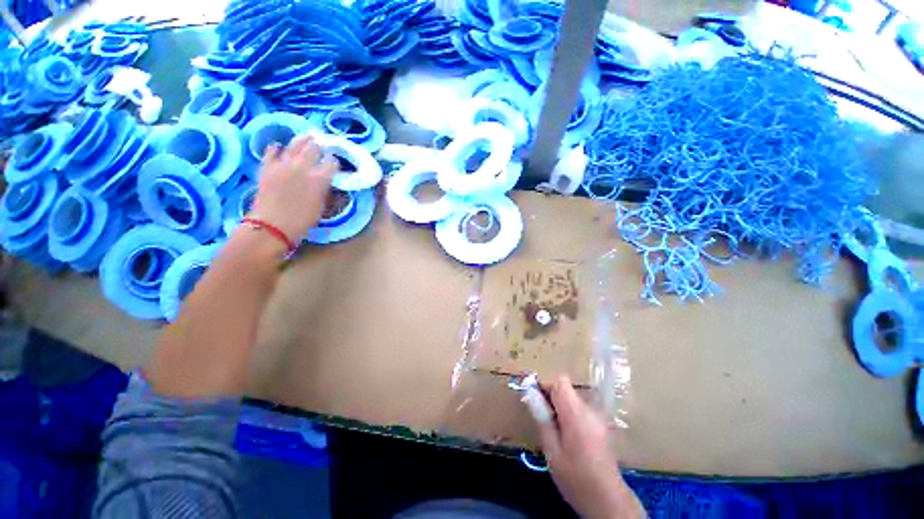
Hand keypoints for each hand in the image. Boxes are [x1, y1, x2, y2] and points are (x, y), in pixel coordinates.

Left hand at [249, 135, 336, 240]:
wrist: (273, 224)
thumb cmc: (302, 219)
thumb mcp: (321, 206)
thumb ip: (324, 189)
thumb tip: (326, 181)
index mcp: (319, 178)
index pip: (331, 163)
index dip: (334, 162)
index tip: (334, 163)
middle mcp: (302, 166)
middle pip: (313, 149)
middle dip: (319, 147)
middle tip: (322, 146)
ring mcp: (283, 164)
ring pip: (294, 145)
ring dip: (302, 141)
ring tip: (307, 136)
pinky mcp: (267, 166)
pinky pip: (271, 152)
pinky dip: (276, 148)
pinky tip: (279, 147)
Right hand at [536, 376, 642, 518]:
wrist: (608, 501)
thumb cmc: (576, 477)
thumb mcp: (552, 450)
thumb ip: (542, 419)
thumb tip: (530, 394)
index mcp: (576, 413)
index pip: (560, 381)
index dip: (545, 385)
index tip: (534, 398)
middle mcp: (589, 410)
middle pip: (566, 389)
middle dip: (550, 397)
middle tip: (540, 416)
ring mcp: (597, 418)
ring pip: (571, 399)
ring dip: (558, 407)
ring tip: (551, 429)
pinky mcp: (600, 426)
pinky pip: (579, 410)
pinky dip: (568, 415)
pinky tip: (565, 437)